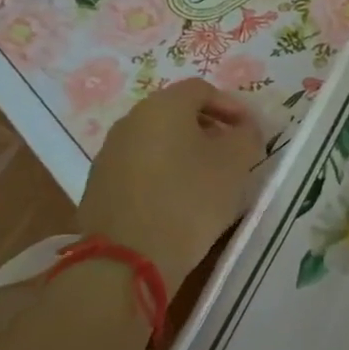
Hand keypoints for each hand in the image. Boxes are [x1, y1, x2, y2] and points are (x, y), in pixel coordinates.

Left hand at [78, 80, 262, 285]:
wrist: (127, 260)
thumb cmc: (189, 199)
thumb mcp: (237, 162)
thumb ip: (247, 135)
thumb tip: (243, 129)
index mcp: (163, 106)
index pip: (202, 90)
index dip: (231, 106)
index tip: (249, 132)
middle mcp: (131, 121)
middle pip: (176, 113)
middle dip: (208, 128)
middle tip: (232, 153)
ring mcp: (109, 154)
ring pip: (157, 141)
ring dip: (184, 152)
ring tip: (207, 180)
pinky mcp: (99, 185)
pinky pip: (140, 167)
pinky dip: (163, 173)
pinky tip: (178, 201)